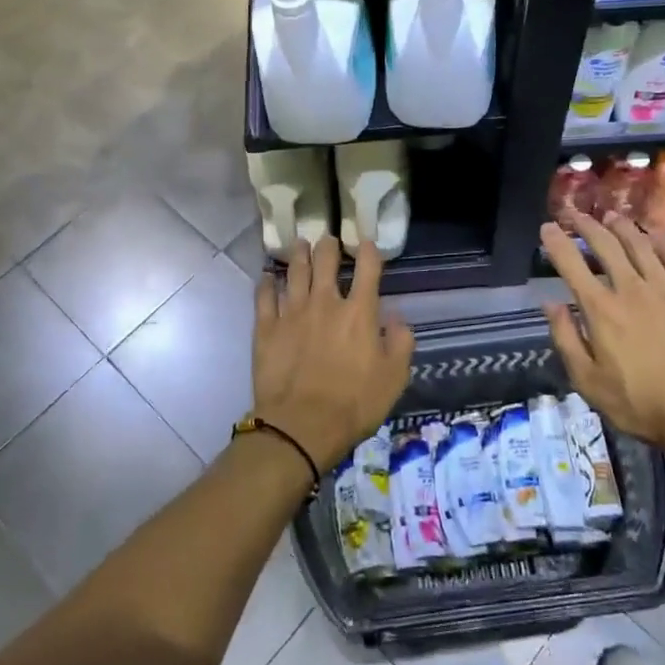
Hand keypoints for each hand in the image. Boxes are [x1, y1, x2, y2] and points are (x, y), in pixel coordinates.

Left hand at [252, 236, 414, 472]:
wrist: (302, 425)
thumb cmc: (354, 404)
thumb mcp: (394, 378)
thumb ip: (400, 343)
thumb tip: (397, 318)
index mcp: (359, 313)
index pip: (368, 269)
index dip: (369, 251)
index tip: (367, 242)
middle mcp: (326, 303)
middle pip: (325, 262)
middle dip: (328, 246)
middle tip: (327, 239)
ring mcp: (292, 312)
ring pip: (295, 272)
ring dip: (299, 255)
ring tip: (299, 244)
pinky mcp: (266, 328)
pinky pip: (264, 297)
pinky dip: (266, 283)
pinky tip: (267, 276)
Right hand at [539, 208, 664, 480]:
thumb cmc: (637, 401)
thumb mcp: (587, 380)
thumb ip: (565, 338)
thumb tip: (550, 304)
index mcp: (600, 309)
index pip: (571, 265)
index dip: (556, 243)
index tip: (547, 227)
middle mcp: (630, 289)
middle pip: (606, 246)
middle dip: (586, 225)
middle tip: (574, 213)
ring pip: (640, 246)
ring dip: (622, 228)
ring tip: (611, 216)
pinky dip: (662, 244)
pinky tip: (654, 236)